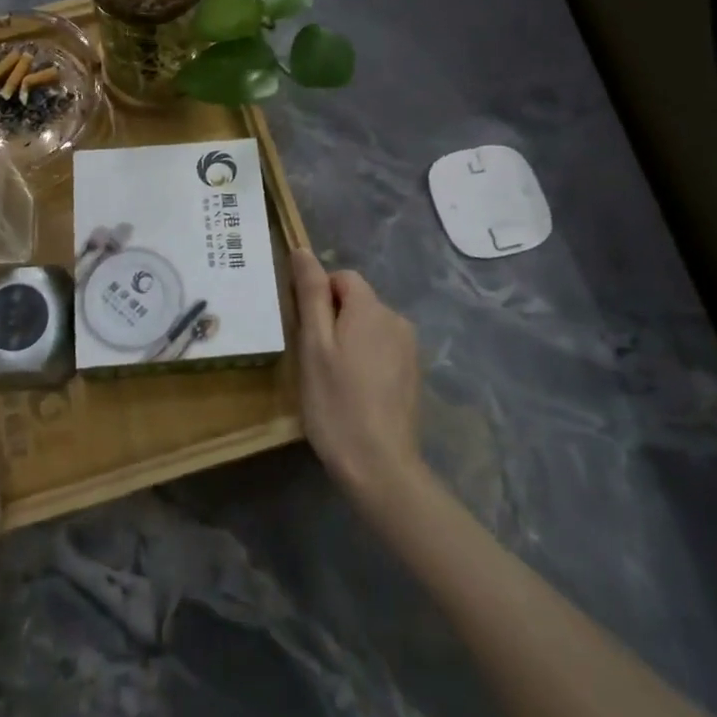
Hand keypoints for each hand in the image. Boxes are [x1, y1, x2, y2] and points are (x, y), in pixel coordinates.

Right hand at [293, 249, 425, 513]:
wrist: (380, 467)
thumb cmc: (336, 402)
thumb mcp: (313, 344)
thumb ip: (310, 294)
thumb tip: (303, 250)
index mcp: (371, 308)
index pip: (342, 277)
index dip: (319, 296)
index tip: (306, 331)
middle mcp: (396, 320)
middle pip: (357, 301)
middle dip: (334, 319)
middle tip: (315, 358)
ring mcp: (409, 349)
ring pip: (369, 326)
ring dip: (349, 340)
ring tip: (333, 378)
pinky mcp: (413, 375)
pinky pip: (382, 349)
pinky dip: (366, 360)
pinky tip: (355, 392)